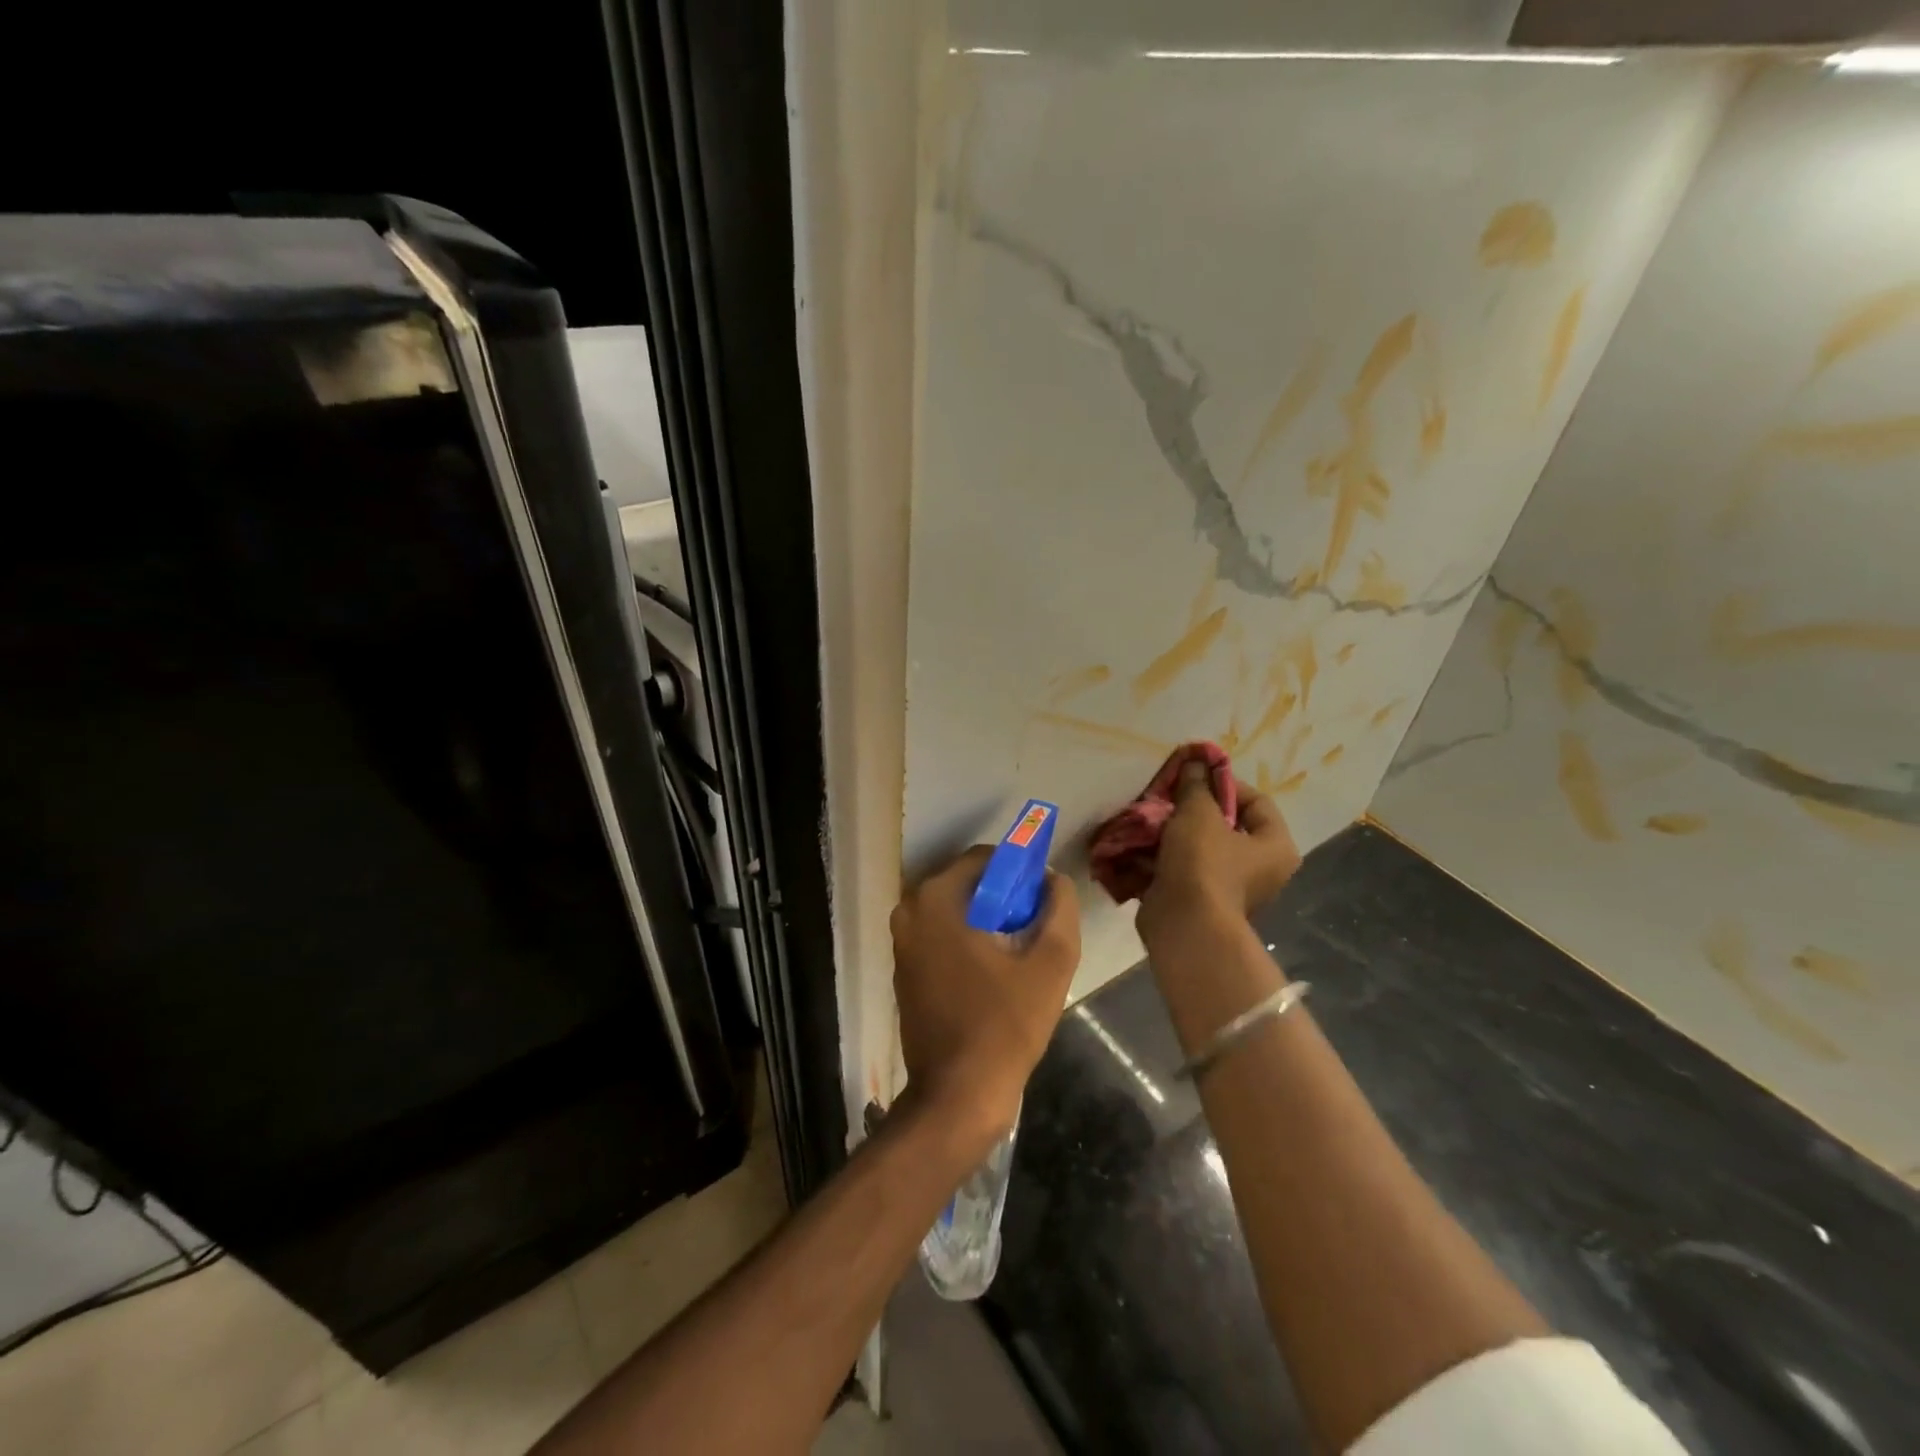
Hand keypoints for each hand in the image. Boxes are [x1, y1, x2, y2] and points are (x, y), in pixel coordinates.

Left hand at [890, 846, 1081, 1143]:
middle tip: (1034, 928)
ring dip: (986, 922)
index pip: (984, 859)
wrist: (957, 1095)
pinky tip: (994, 974)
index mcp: (936, 900)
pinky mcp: (903, 971)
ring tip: (1018, 953)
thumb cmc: (1004, 1025)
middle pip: (967, 885)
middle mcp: (909, 912)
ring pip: (954, 912)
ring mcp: (901, 943)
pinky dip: (966, 942)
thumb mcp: (1050, 964)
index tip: (1041, 899)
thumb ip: (1059, 910)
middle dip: (1002, 898)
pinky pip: (941, 937)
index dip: (1018, 872)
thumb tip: (1054, 879)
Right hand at [1137, 758, 1301, 943]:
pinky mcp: (1199, 900)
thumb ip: (1196, 785)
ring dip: (1173, 831)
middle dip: (1191, 808)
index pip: (1256, 801)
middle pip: (1225, 825)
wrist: (1183, 925)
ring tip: (1149, 817)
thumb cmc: (1203, 863)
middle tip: (1167, 796)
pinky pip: (1182, 868)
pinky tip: (1140, 842)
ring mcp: (1228, 887)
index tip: (1193, 777)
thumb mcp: (1198, 813)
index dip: (1224, 783)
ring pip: (1199, 846)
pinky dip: (1163, 856)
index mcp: (1275, 847)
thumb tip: (1195, 762)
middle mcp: (1259, 869)